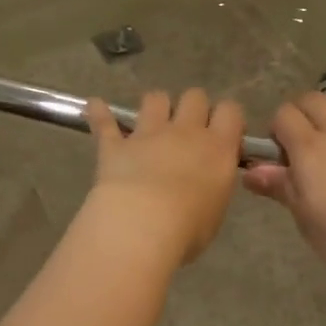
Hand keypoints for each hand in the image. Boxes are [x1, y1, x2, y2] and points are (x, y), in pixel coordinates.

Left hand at [85, 89, 244, 264]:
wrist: (142, 224)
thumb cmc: (188, 228)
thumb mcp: (215, 210)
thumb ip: (213, 186)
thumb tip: (205, 181)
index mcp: (217, 148)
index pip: (230, 111)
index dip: (227, 117)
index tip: (223, 133)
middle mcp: (185, 132)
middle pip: (194, 97)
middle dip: (193, 107)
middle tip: (189, 129)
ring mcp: (148, 134)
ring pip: (155, 98)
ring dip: (155, 106)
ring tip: (152, 121)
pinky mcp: (115, 144)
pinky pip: (105, 121)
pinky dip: (99, 112)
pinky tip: (95, 106)